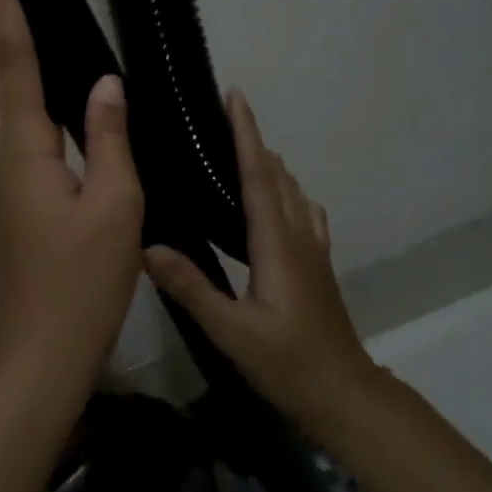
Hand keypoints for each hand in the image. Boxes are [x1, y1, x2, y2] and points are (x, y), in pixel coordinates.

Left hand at [0, 0, 144, 357]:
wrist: (46, 343)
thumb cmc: (83, 278)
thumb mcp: (114, 204)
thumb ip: (109, 137)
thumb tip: (106, 82)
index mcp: (25, 148)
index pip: (13, 59)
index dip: (0, 4)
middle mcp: (3, 153)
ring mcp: (4, 175)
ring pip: (2, 101)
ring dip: (9, 57)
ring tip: (28, 21)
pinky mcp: (15, 193)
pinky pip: (16, 127)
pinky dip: (25, 94)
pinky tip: (52, 95)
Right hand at [143, 91, 376, 418]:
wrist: (344, 395)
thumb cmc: (287, 363)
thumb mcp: (232, 331)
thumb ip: (191, 288)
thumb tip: (147, 247)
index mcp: (277, 244)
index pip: (259, 175)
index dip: (246, 133)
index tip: (235, 96)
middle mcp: (298, 236)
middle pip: (278, 174)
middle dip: (253, 139)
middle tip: (223, 116)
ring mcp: (313, 250)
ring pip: (293, 191)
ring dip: (269, 163)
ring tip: (239, 149)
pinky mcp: (317, 265)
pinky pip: (302, 211)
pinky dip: (285, 190)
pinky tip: (274, 201)